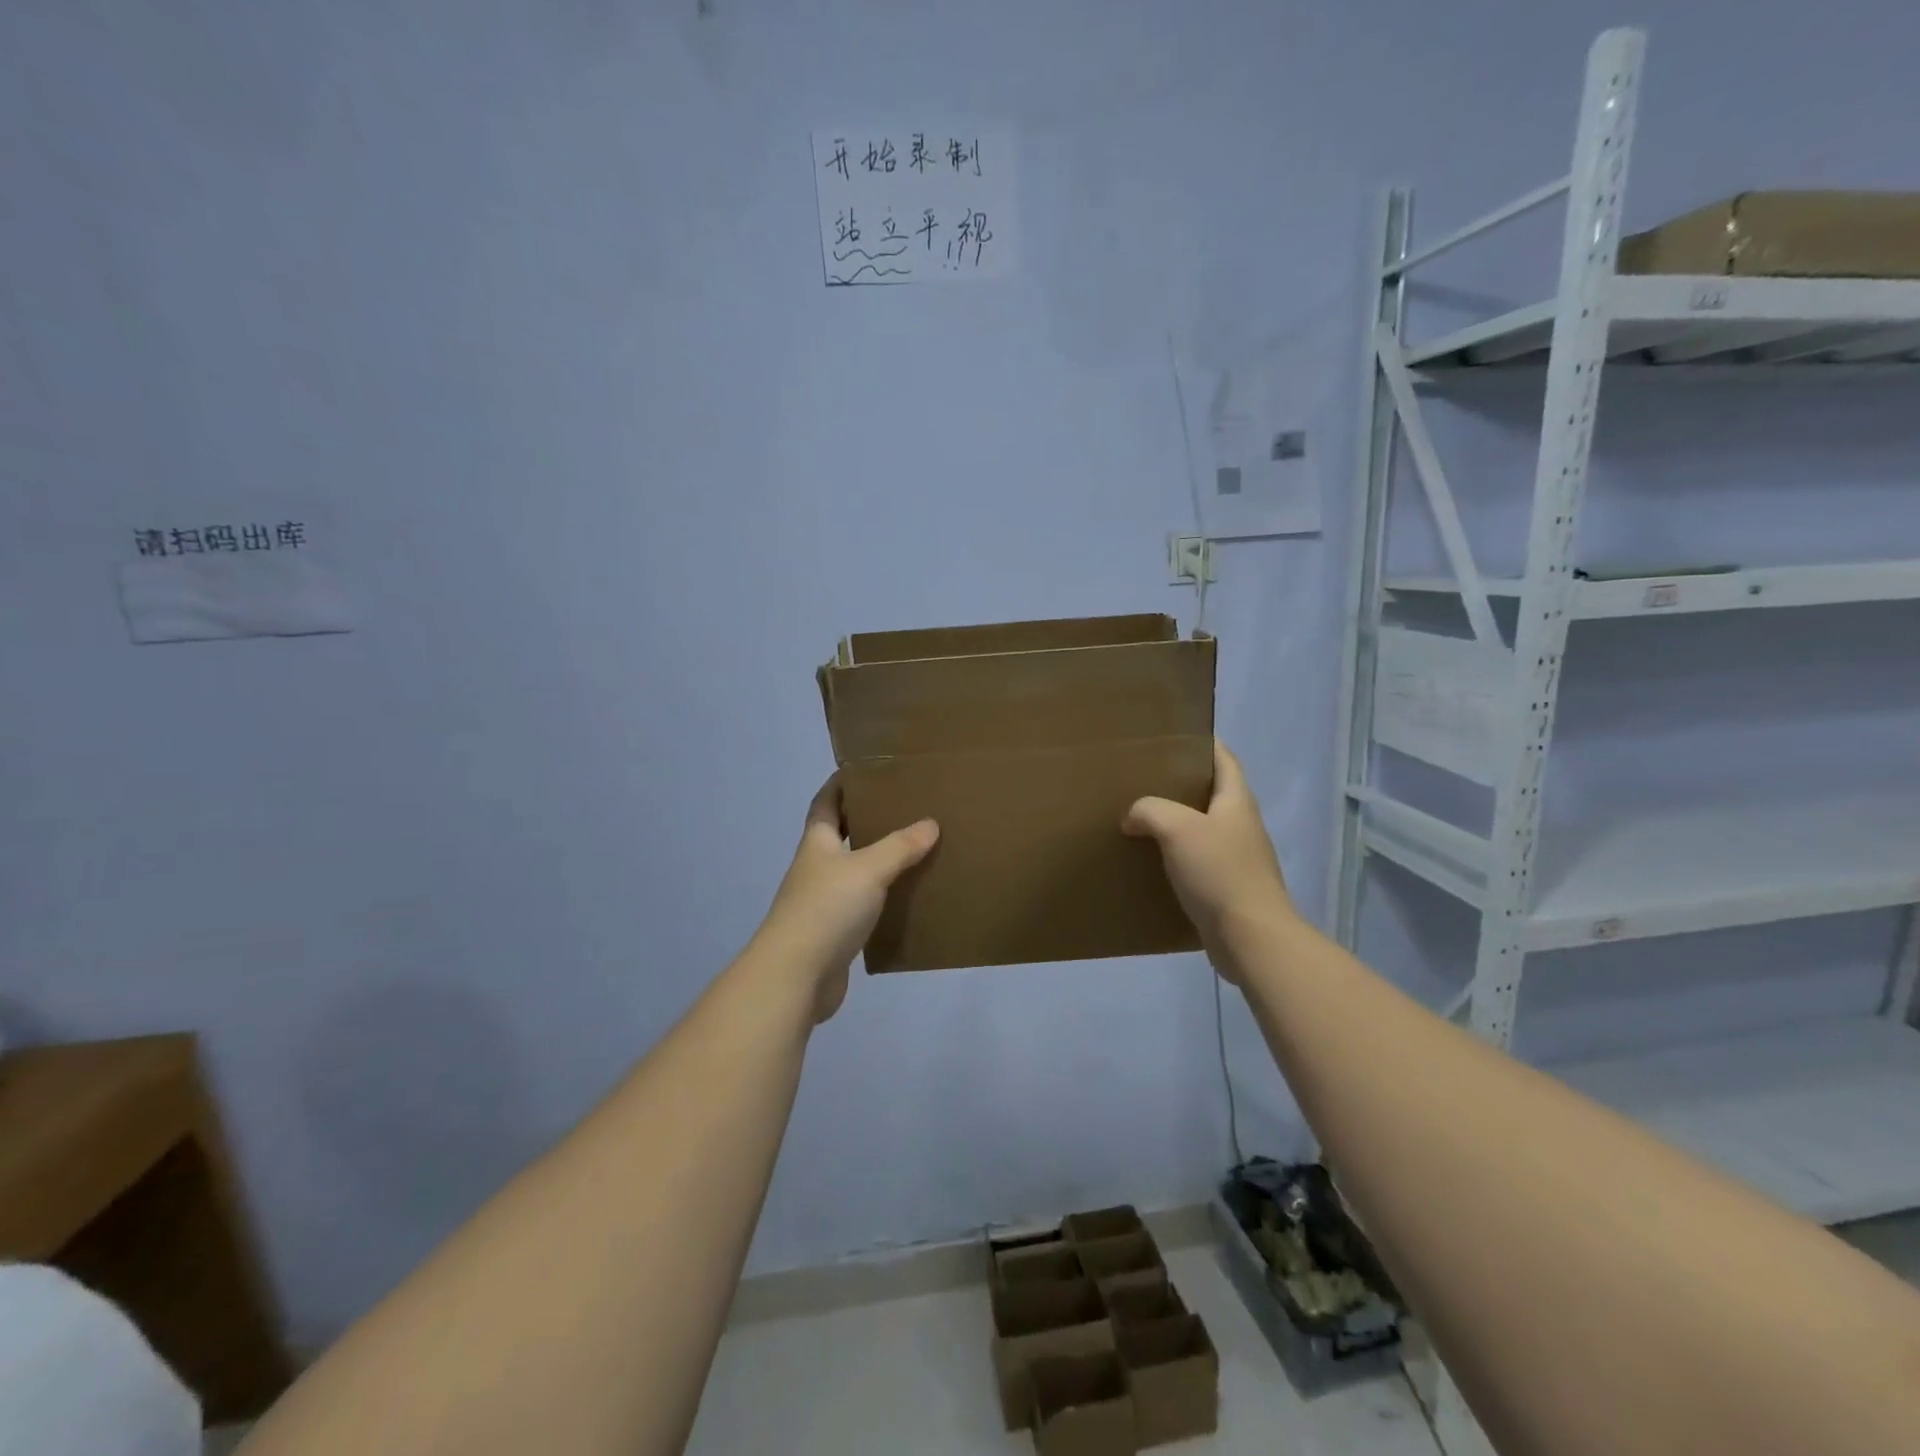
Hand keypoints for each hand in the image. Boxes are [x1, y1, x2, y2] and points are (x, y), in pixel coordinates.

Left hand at [755, 775, 939, 1022]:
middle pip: (841, 836)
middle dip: (867, 821)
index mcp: (817, 844)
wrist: (795, 977)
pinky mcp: (836, 934)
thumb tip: (930, 824)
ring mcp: (824, 903)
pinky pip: (864, 907)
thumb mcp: (867, 869)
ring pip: (856, 873)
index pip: (825, 803)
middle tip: (906, 809)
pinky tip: (909, 899)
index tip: (867, 771)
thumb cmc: (826, 910)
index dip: (841, 784)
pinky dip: (884, 900)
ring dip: (880, 862)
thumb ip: (899, 846)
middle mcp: (817, 869)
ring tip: (918, 851)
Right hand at [1122, 741, 1293, 960]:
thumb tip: (1133, 817)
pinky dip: (1176, 857)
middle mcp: (1241, 826)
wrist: (1251, 938)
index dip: (1204, 744)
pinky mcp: (1228, 889)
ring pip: (1202, 830)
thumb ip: (1150, 810)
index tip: (1174, 738)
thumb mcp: (1177, 828)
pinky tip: (1150, 863)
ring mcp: (1238, 860)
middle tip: (1143, 780)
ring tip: (1139, 820)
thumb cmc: (1219, 872)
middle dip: (1181, 785)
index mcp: (1237, 802)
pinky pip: (1198, 863)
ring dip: (1176, 824)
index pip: (1224, 759)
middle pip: (1212, 794)